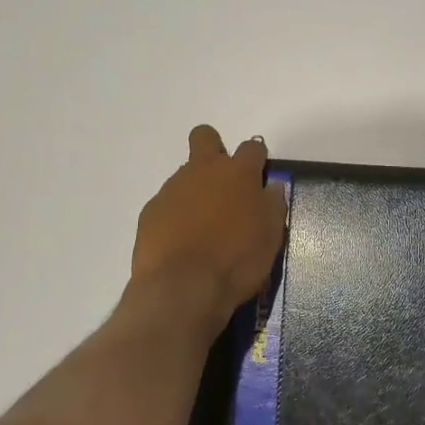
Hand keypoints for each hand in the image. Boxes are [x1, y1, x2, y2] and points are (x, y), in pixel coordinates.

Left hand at [131, 125, 288, 322]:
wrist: (183, 287)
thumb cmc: (237, 260)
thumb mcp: (271, 236)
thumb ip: (273, 205)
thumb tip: (272, 188)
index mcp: (238, 173)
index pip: (252, 147)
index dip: (257, 159)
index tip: (259, 177)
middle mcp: (202, 171)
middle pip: (205, 137)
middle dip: (214, 148)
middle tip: (223, 182)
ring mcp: (172, 189)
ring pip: (185, 174)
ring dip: (196, 190)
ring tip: (203, 227)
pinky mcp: (151, 211)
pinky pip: (167, 203)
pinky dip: (176, 215)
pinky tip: (182, 242)